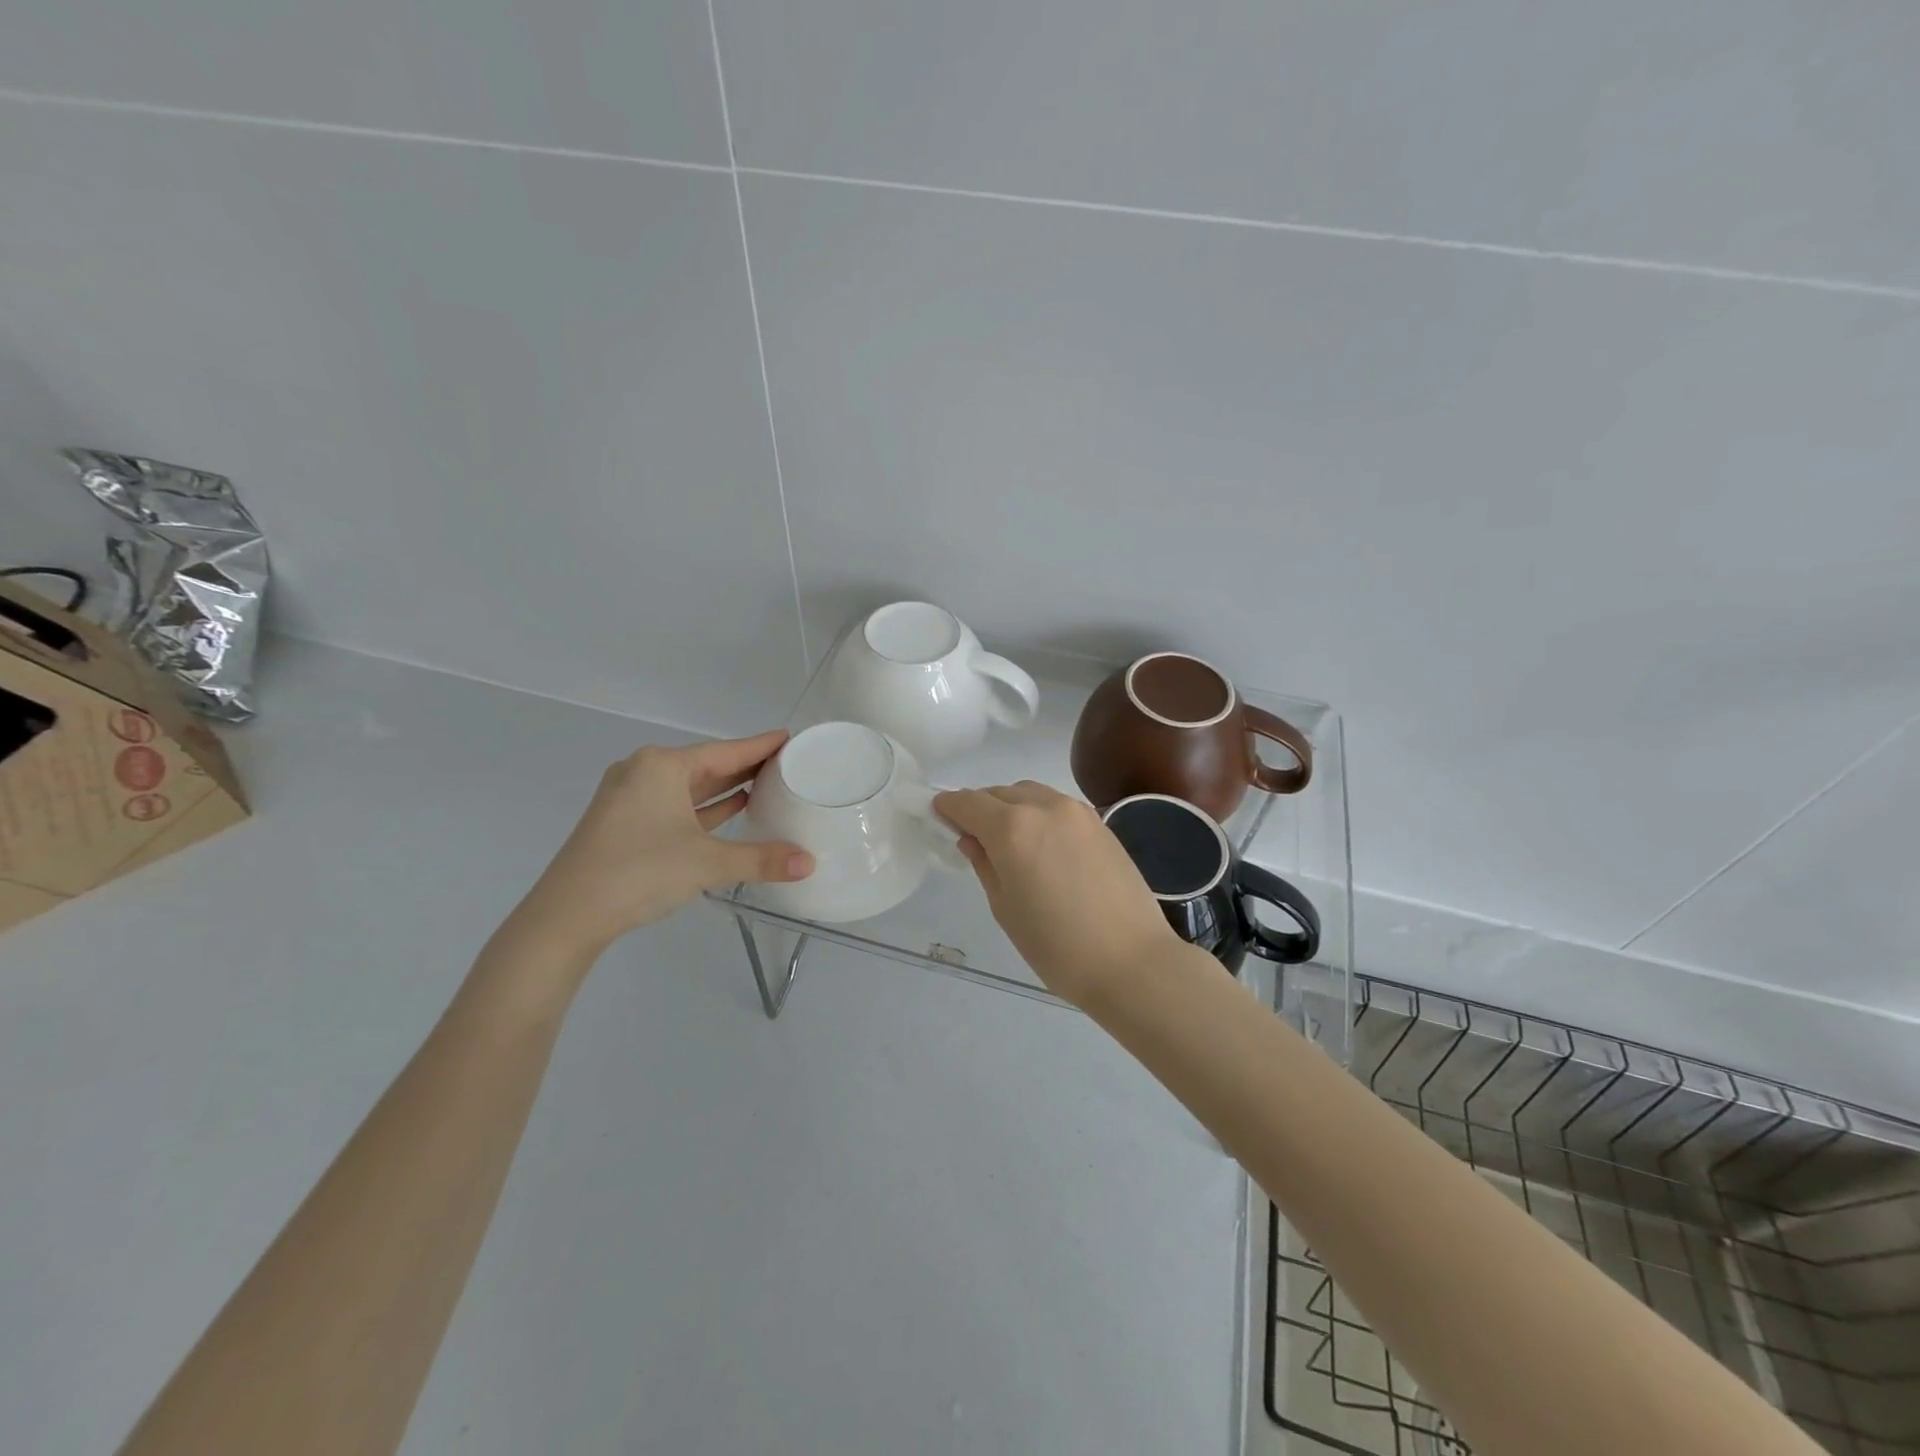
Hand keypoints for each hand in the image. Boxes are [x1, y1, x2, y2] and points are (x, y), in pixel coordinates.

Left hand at [513, 731, 812, 957]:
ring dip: (725, 788)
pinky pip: (674, 805)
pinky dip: (703, 807)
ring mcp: (629, 797)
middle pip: (707, 765)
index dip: (760, 746)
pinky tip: (730, 811)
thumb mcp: (707, 863)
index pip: (725, 751)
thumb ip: (760, 860)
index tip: (789, 737)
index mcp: (662, 766)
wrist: (566, 915)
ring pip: (689, 786)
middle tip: (786, 764)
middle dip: (745, 766)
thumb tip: (809, 864)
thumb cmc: (638, 872)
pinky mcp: (623, 822)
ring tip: (766, 786)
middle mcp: (643, 771)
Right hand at [933, 781, 1182, 1008]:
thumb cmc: (1057, 945)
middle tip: (972, 836)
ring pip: (1030, 794)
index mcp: (1012, 828)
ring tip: (1009, 841)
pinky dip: (1039, 814)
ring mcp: (1077, 811)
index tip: (937, 816)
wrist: (1132, 962)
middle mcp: (1044, 806)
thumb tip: (972, 839)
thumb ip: (984, 864)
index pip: (968, 803)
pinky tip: (1043, 846)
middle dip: (980, 808)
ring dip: (1011, 807)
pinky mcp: (1101, 823)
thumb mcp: (1005, 908)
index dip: (948, 807)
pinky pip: (1057, 806)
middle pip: (999, 793)